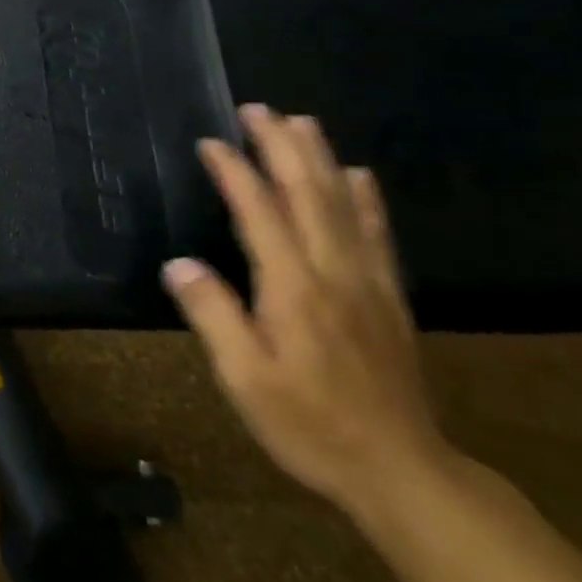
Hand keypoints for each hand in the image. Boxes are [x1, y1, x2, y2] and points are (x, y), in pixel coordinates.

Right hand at [165, 104, 452, 516]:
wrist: (401, 472)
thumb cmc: (308, 424)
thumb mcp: (244, 378)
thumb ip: (213, 316)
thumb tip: (180, 264)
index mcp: (293, 288)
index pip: (260, 212)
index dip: (235, 172)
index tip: (211, 142)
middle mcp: (334, 272)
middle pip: (308, 194)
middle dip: (282, 147)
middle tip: (258, 109)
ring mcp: (368, 282)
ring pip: (344, 204)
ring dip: (320, 158)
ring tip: (302, 122)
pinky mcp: (389, 298)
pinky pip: (378, 234)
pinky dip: (367, 198)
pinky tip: (359, 176)